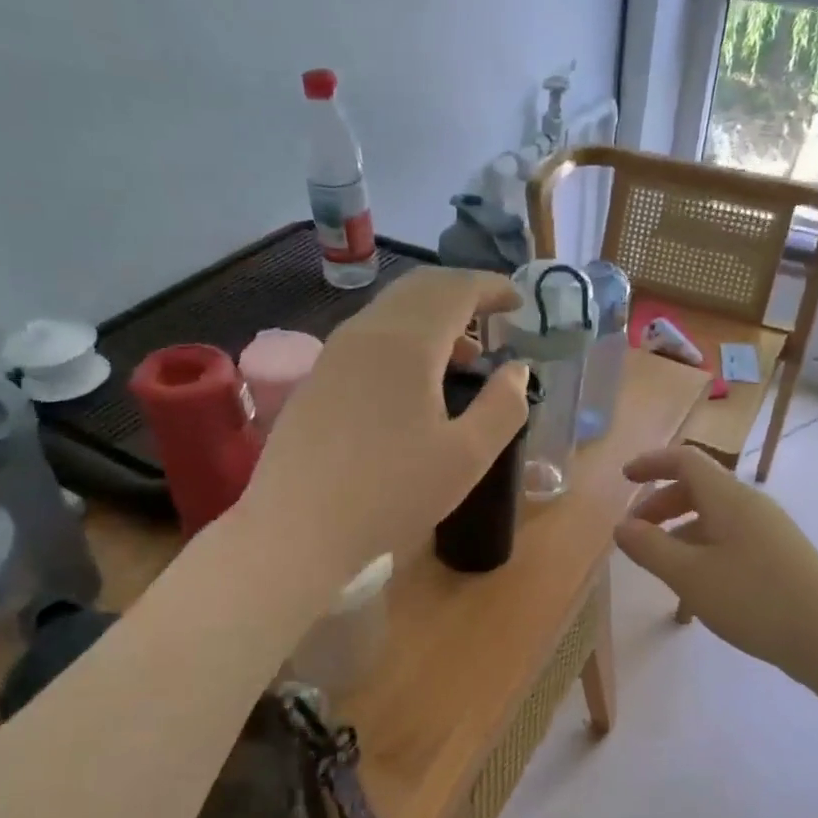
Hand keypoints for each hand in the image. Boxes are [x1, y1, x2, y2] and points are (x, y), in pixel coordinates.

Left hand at [241, 268, 529, 581]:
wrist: (298, 530)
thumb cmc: (392, 494)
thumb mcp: (467, 457)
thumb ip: (502, 406)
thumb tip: (517, 369)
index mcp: (407, 342)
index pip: (456, 289)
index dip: (492, 288)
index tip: (519, 302)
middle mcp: (366, 333)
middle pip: (419, 289)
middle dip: (462, 293)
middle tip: (493, 316)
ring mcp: (334, 354)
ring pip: (390, 312)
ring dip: (432, 318)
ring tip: (463, 355)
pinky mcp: (316, 379)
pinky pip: (368, 337)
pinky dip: (404, 339)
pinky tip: (414, 382)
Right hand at [613, 446, 817, 685]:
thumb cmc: (754, 599)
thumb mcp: (690, 576)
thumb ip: (650, 548)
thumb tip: (621, 527)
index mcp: (728, 498)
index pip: (685, 460)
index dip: (651, 463)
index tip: (624, 479)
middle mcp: (750, 504)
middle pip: (698, 487)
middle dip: (661, 504)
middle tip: (635, 533)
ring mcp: (768, 529)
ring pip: (713, 516)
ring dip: (680, 530)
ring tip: (660, 564)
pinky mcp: (778, 554)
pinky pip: (730, 536)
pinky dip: (702, 547)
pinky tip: (696, 583)